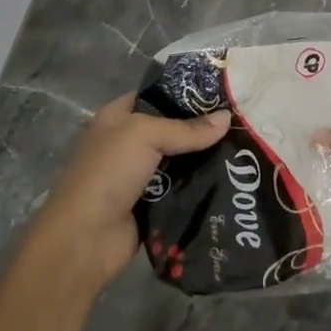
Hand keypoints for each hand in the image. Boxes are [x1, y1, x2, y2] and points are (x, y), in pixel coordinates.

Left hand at [29, 93, 230, 292]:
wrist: (85, 238)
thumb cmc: (108, 173)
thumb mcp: (144, 136)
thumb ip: (186, 128)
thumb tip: (227, 118)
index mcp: (118, 118)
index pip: (156, 95)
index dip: (186, 92)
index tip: (223, 93)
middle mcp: (128, 143)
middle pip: (172, 129)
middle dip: (203, 127)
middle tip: (241, 123)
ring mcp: (140, 176)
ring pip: (181, 160)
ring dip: (206, 159)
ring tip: (245, 150)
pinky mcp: (153, 204)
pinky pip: (183, 189)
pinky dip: (201, 186)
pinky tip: (232, 180)